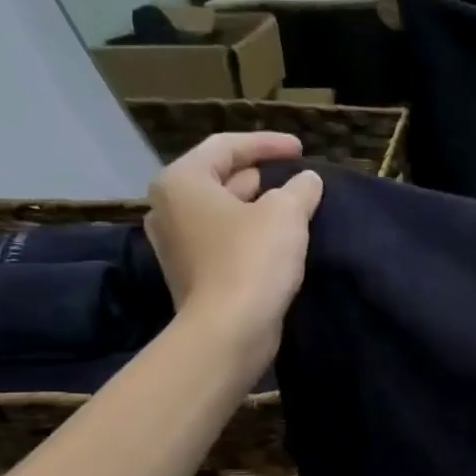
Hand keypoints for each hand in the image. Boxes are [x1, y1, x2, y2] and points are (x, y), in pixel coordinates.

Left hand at [145, 132, 322, 365]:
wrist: (228, 331)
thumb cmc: (252, 261)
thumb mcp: (286, 215)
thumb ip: (299, 190)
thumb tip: (308, 181)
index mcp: (182, 181)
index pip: (226, 146)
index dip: (267, 144)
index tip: (301, 150)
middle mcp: (168, 208)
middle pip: (218, 178)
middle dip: (259, 176)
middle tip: (294, 178)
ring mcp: (175, 245)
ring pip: (220, 212)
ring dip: (255, 208)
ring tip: (290, 209)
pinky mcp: (191, 275)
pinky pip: (221, 241)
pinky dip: (247, 235)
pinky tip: (275, 243)